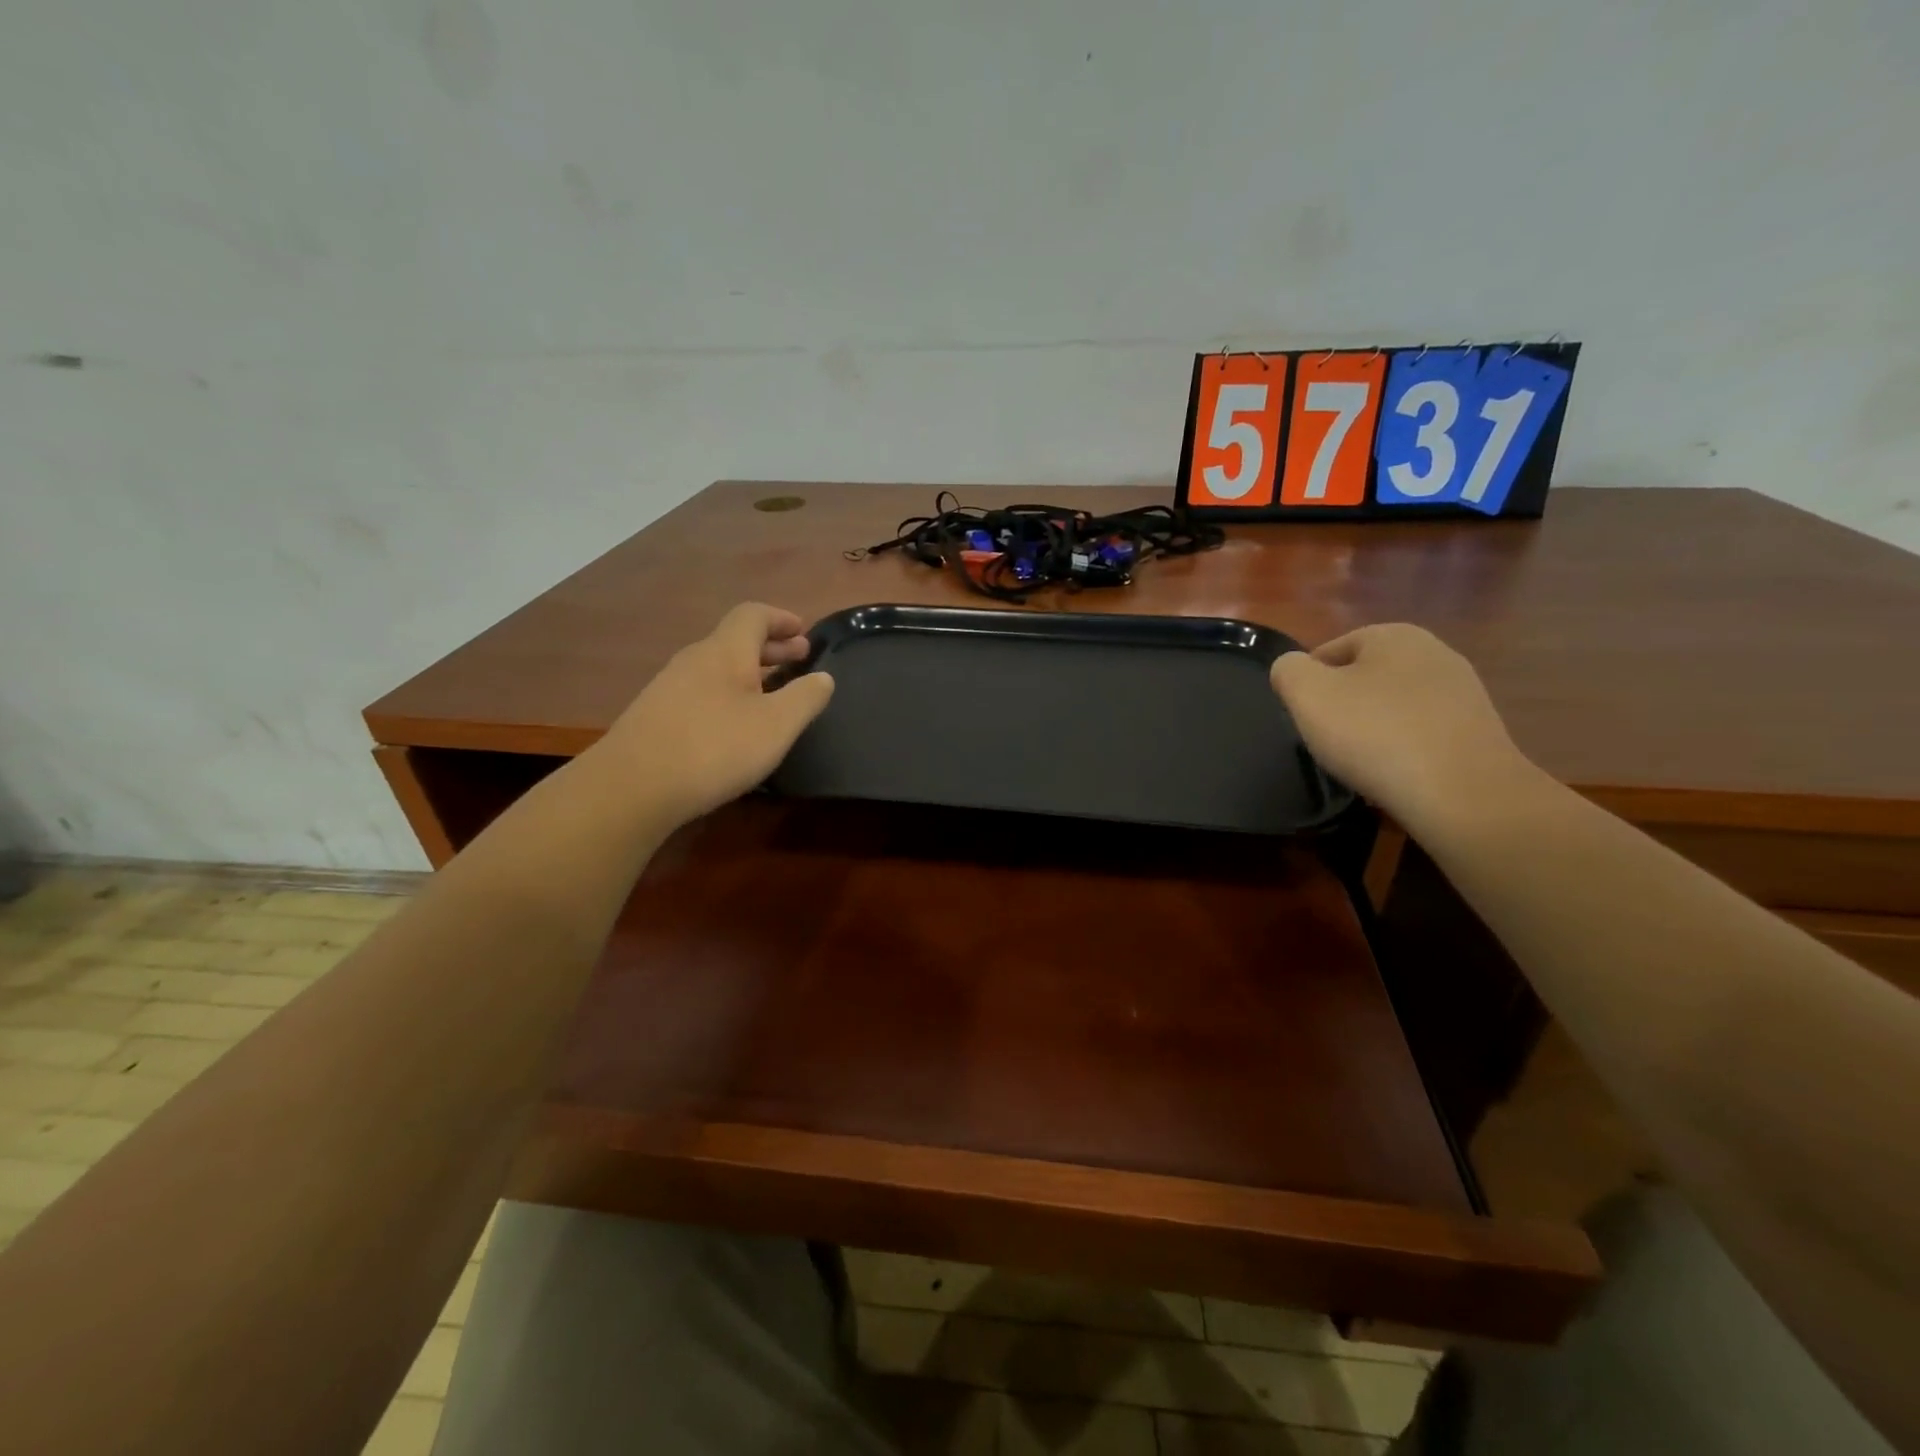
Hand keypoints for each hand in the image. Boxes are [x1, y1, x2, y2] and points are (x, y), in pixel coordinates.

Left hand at [600, 603, 833, 827]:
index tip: (804, 633)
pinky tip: (736, 723)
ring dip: (750, 672)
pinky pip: (702, 690)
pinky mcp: (656, 716)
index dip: (781, 619)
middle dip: (771, 647)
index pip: (753, 615)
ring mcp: (669, 687)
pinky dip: (728, 694)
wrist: (632, 787)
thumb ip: (805, 698)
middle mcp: (694, 659)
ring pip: (718, 667)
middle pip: (735, 640)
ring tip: (773, 694)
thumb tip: (823, 677)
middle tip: (799, 660)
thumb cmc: (715, 748)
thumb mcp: (776, 725)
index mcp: (725, 651)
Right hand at [1270, 624, 1537, 834]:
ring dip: (1372, 730)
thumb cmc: (1375, 734)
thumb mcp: (1307, 695)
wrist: (1462, 794)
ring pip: (1393, 707)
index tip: (1303, 718)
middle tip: (1327, 741)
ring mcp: (1463, 693)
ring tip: (1361, 763)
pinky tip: (1395, 775)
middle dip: (1342, 706)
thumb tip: (1293, 669)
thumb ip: (1288, 670)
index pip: (1329, 651)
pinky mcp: (1478, 731)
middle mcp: (1434, 652)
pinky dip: (1403, 750)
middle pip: (1363, 678)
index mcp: (1393, 635)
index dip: (1307, 685)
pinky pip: (1421, 734)